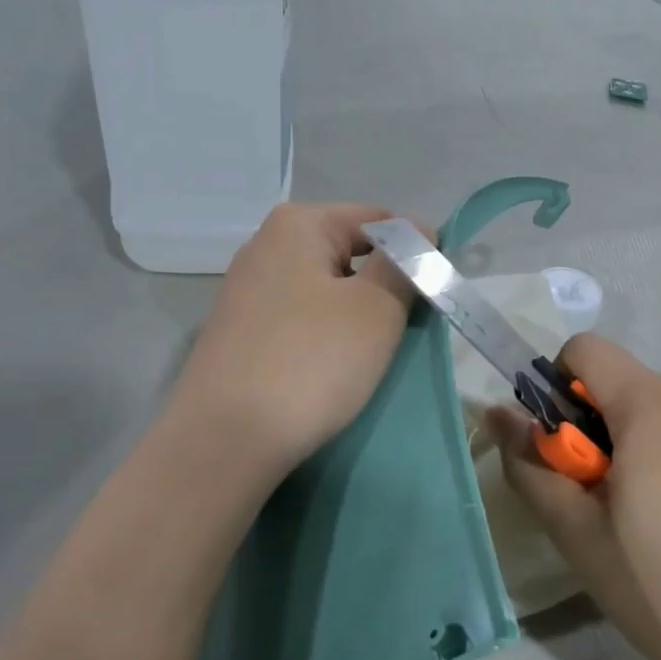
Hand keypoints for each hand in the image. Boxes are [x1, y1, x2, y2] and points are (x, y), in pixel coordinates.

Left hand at [172, 203, 417, 485]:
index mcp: (298, 224)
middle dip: (385, 285)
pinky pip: (301, 320)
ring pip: (326, 290)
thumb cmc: (311, 361)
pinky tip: (332, 369)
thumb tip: (420, 233)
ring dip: (357, 315)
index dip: (416, 251)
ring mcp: (247, 292)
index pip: (379, 220)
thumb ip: (406, 263)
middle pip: (350, 253)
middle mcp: (265, 246)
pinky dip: (325, 337)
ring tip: (371, 355)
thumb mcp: (377, 307)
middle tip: (406, 329)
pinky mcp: (240, 333)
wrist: (226, 440)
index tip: (434, 295)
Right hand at [491, 334, 660, 659]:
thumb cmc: (656, 585)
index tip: (564, 447)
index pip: (588, 350)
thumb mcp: (574, 529)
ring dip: (636, 442)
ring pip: (659, 408)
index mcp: (656, 405)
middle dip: (597, 426)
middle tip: (601, 497)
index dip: (558, 388)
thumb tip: (496, 413)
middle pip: (623, 384)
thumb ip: (529, 462)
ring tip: (645, 515)